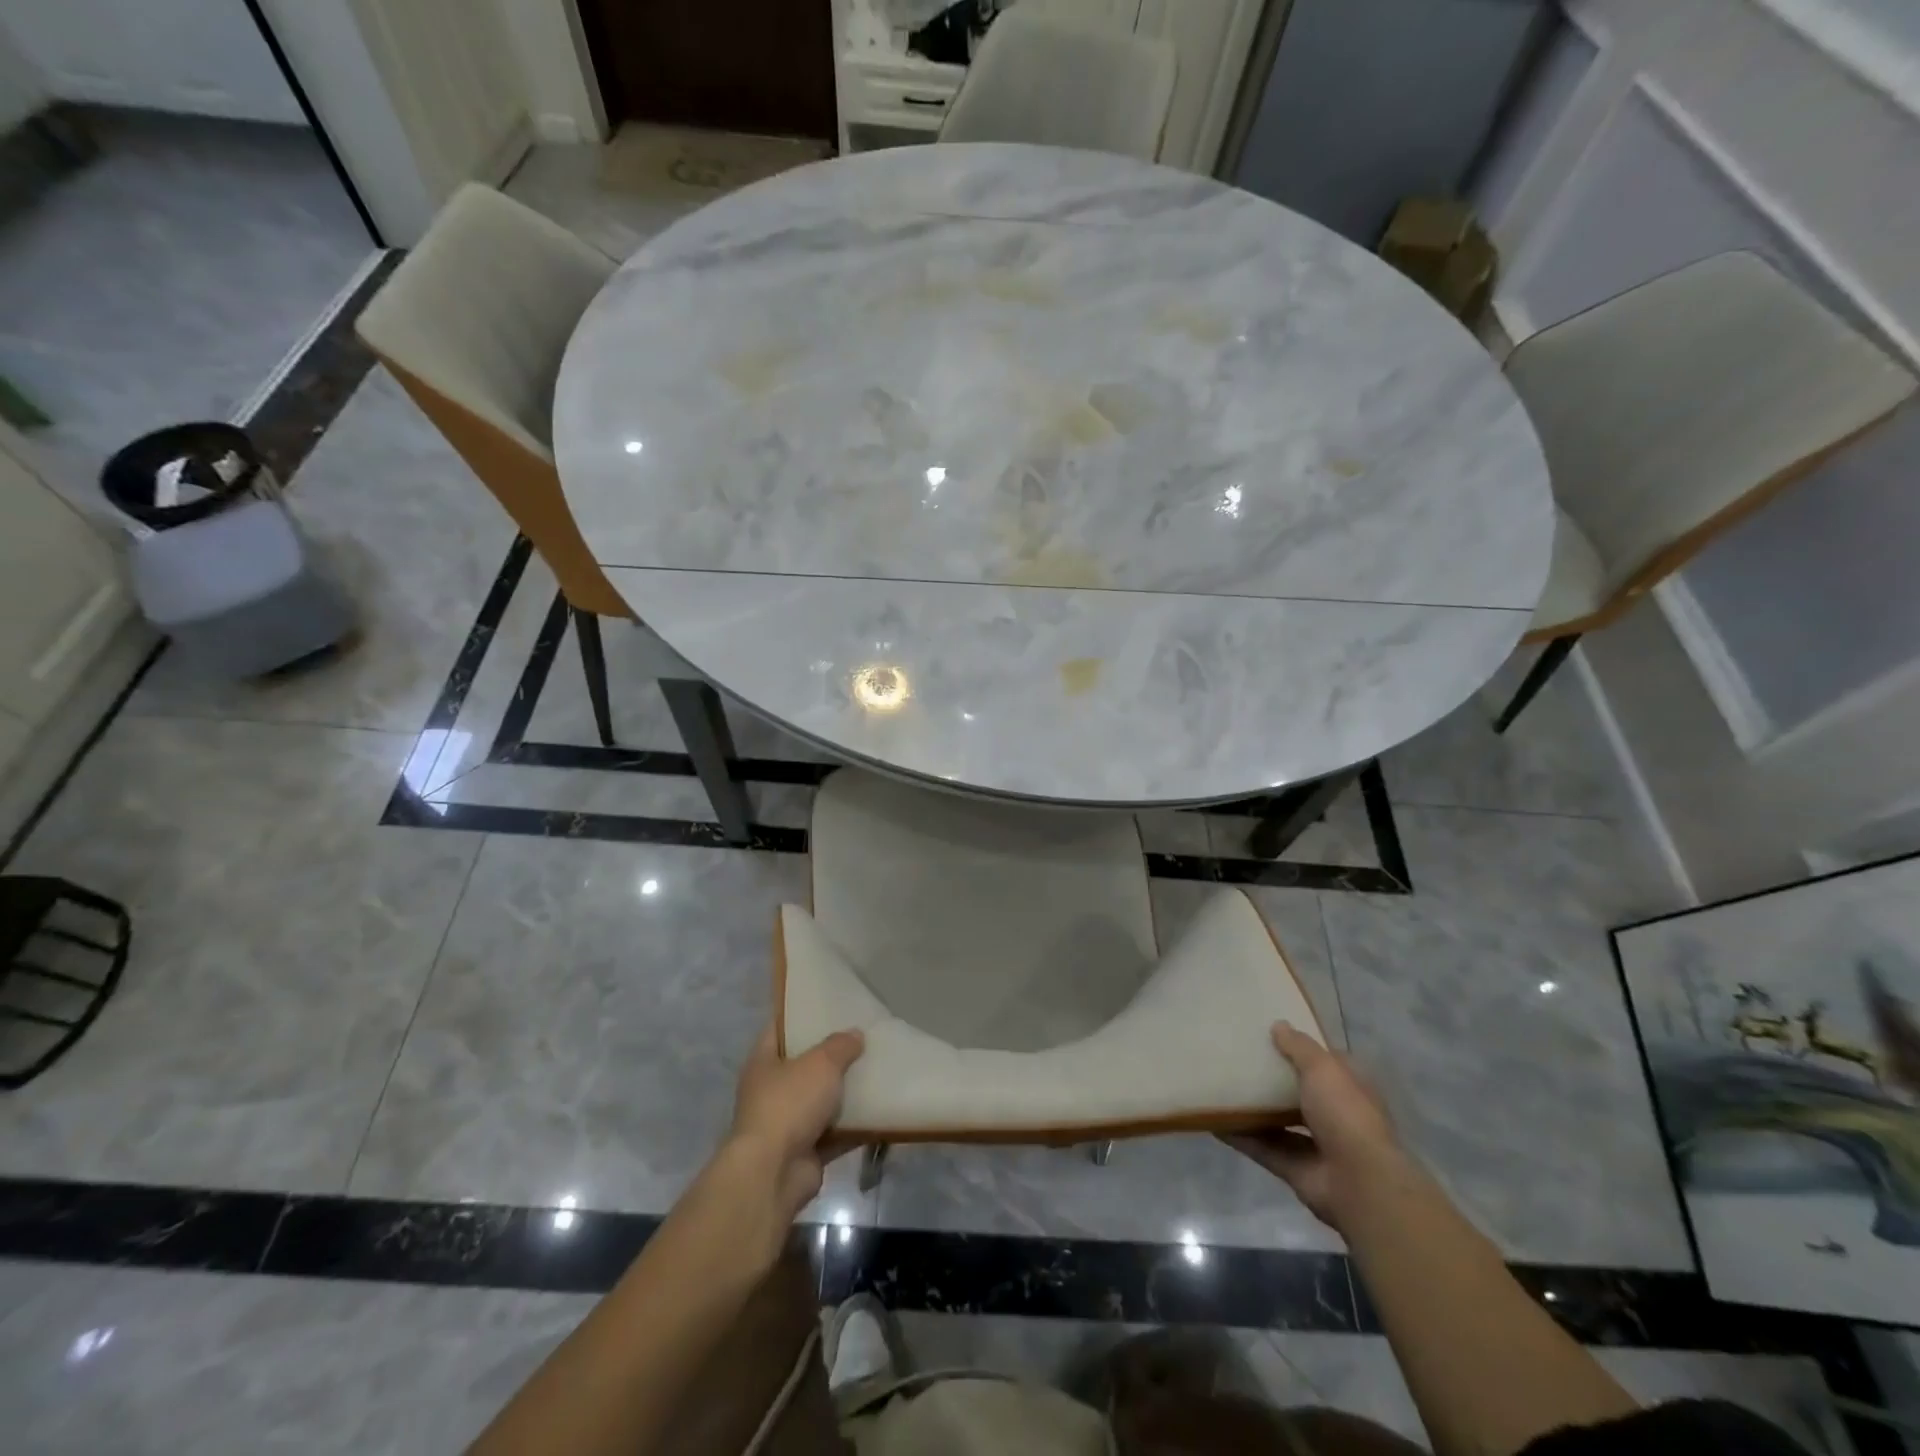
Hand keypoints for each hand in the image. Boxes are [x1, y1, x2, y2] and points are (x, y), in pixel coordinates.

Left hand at [725, 1026, 864, 1221]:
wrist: (774, 1173)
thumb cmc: (789, 1104)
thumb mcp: (820, 1063)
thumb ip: (840, 1046)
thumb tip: (855, 1035)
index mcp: (763, 1062)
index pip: (779, 1028)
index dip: (800, 1015)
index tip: (827, 1005)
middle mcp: (771, 1091)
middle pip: (804, 1065)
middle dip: (831, 1055)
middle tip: (862, 1038)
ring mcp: (787, 1124)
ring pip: (821, 1100)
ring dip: (845, 1093)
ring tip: (876, 1071)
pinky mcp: (806, 1152)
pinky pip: (835, 1132)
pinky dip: (855, 1126)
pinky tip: (881, 1111)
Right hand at [1221, 1022, 1398, 1231]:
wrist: (1358, 1182)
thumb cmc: (1346, 1114)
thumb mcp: (1323, 1068)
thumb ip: (1299, 1047)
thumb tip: (1278, 1025)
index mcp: (1349, 1088)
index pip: (1325, 1063)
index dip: (1302, 1049)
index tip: (1271, 1034)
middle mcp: (1334, 1115)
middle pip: (1298, 1092)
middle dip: (1273, 1079)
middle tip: (1237, 1057)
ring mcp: (1315, 1144)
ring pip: (1278, 1121)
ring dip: (1253, 1108)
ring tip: (1221, 1086)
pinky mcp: (1294, 1168)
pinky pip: (1261, 1147)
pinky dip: (1239, 1135)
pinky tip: (1213, 1120)